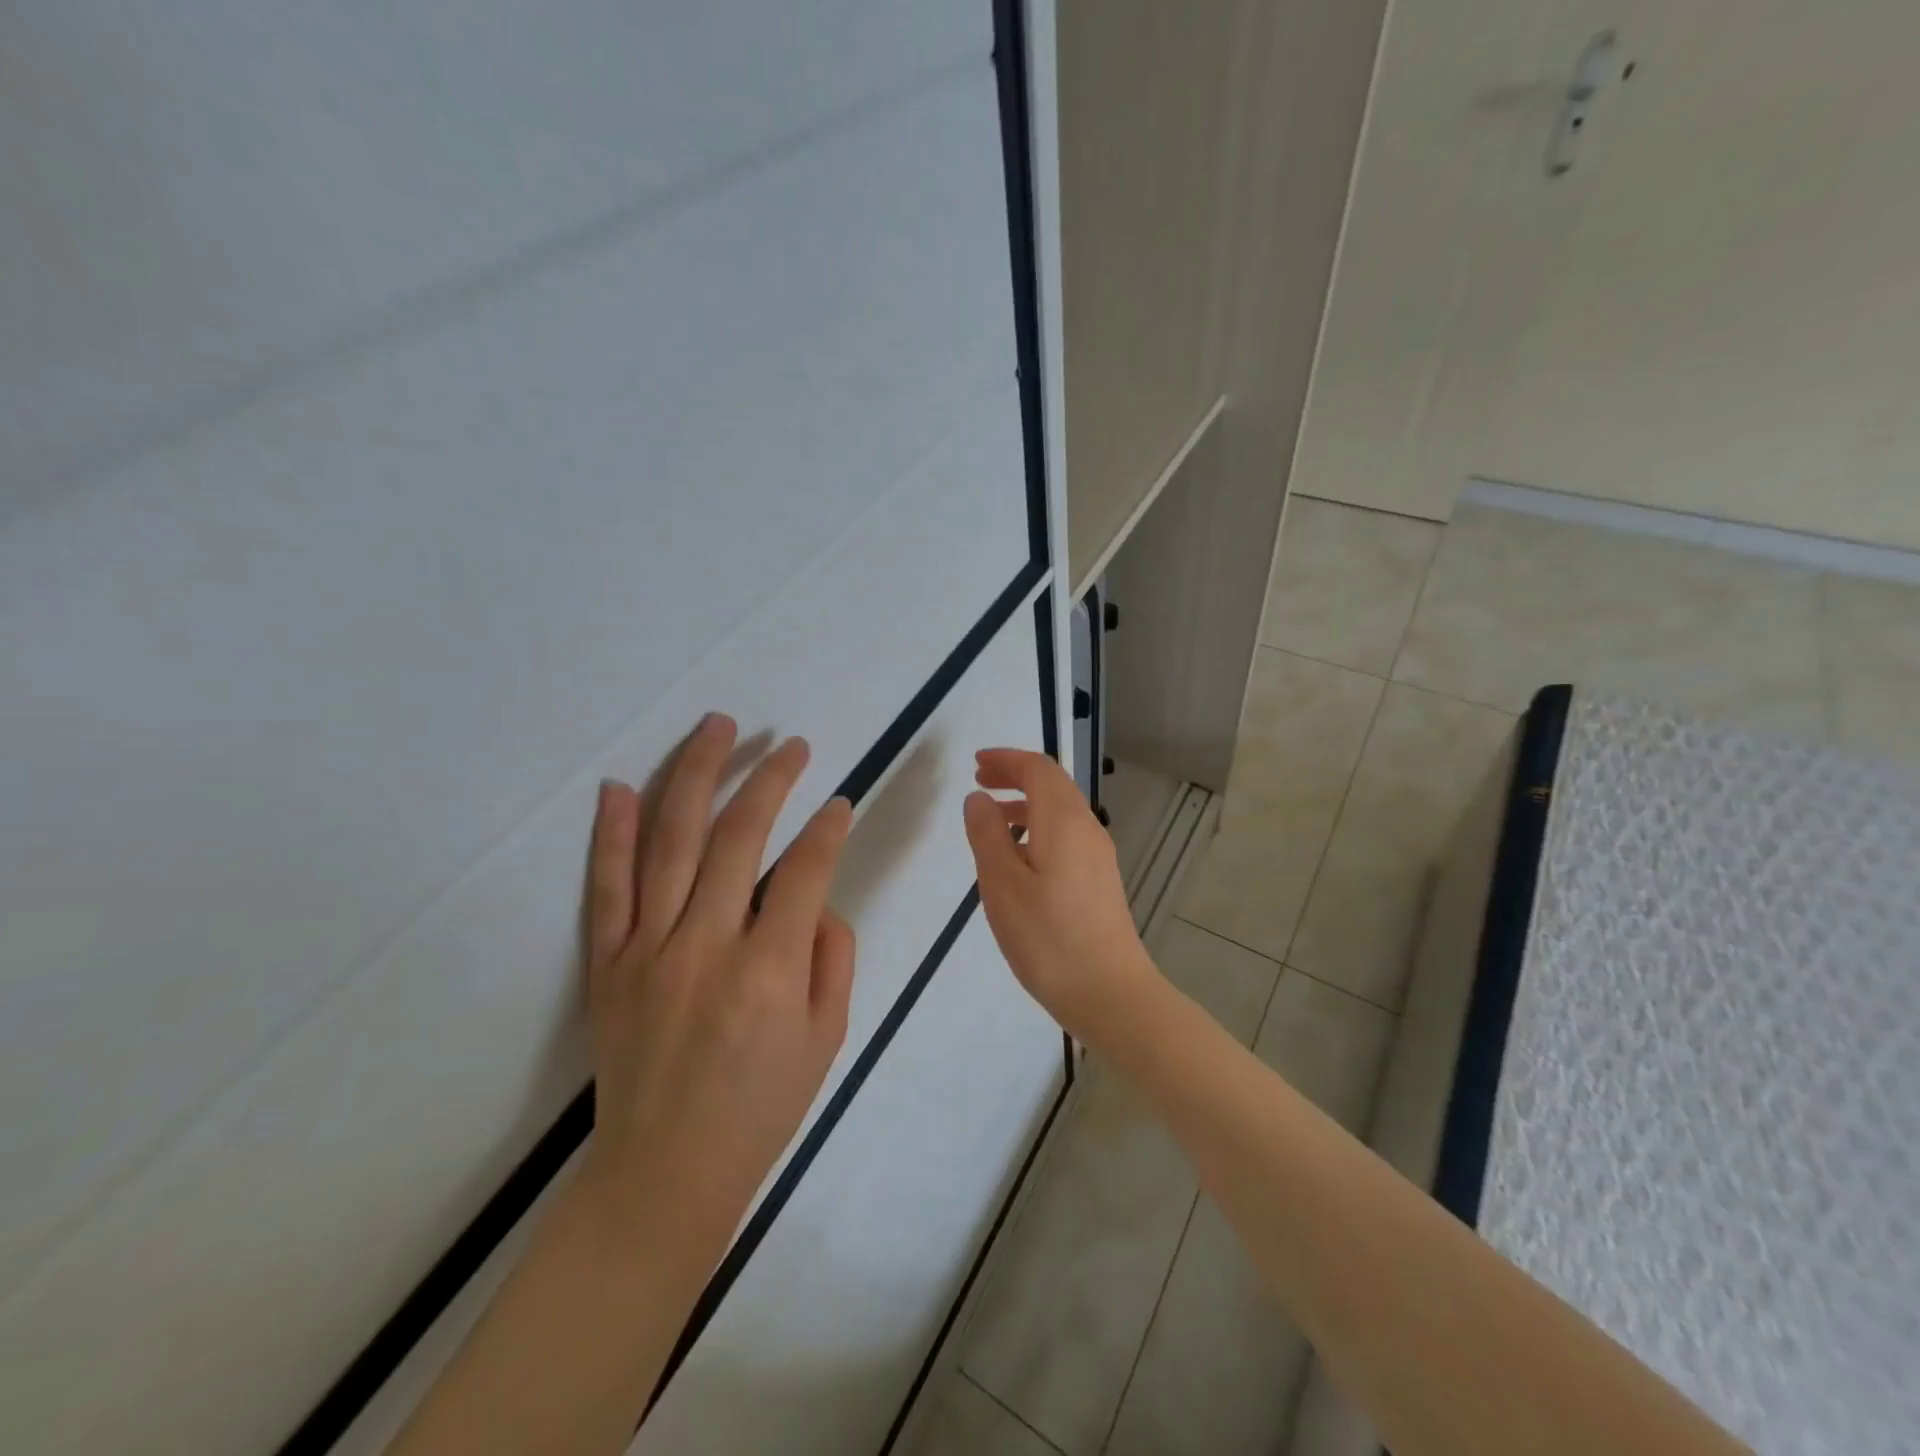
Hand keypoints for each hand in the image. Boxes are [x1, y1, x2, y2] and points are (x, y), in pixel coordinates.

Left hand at [579, 714, 855, 1259]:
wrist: (666, 1172)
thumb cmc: (761, 1106)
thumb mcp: (828, 1036)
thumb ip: (832, 955)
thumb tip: (813, 900)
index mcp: (769, 970)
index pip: (804, 870)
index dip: (828, 828)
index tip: (841, 802)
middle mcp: (705, 946)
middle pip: (737, 837)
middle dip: (770, 779)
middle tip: (792, 746)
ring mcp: (647, 950)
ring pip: (670, 842)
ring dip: (697, 776)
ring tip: (718, 727)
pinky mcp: (608, 963)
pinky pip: (606, 888)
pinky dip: (612, 834)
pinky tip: (622, 786)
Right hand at [961, 748, 1160, 1046]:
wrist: (1109, 993)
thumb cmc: (1048, 938)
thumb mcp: (1002, 884)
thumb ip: (986, 835)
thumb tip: (979, 799)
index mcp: (1064, 821)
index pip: (1038, 769)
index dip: (1006, 759)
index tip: (975, 764)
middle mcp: (1087, 829)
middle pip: (1052, 785)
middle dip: (1015, 776)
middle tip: (979, 783)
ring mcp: (1098, 856)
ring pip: (1060, 812)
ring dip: (1025, 805)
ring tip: (990, 821)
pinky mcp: (1099, 882)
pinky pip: (1065, 837)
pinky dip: (1037, 830)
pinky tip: (1017, 861)